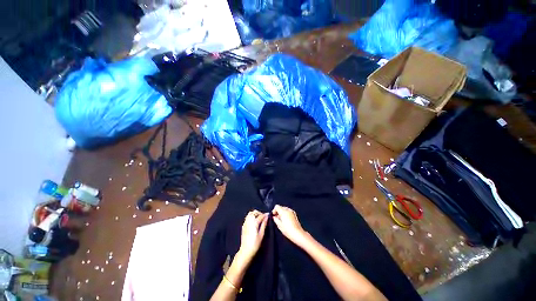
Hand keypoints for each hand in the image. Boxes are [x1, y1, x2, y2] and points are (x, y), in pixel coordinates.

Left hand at [238, 210, 267, 261]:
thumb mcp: (261, 234)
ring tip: (259, 218)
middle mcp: (249, 221)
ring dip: (255, 214)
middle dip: (259, 213)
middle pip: (254, 212)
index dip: (265, 215)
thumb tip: (266, 217)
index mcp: (254, 223)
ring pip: (250, 214)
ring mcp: (245, 223)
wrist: (245, 251)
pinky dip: (251, 217)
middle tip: (263, 217)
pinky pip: (247, 217)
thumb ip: (264, 224)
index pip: (260, 215)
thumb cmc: (255, 244)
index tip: (268, 215)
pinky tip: (254, 222)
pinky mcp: (243, 226)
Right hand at [272, 205, 308, 246]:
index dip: (274, 210)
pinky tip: (286, 220)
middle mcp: (288, 210)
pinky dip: (286, 214)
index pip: (277, 206)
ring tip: (281, 220)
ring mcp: (292, 211)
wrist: (297, 234)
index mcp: (283, 211)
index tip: (273, 215)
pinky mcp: (295, 214)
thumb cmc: (288, 230)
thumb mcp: (279, 225)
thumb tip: (274, 217)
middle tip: (277, 218)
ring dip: (282, 213)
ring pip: (285, 209)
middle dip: (278, 211)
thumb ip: (275, 219)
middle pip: (281, 207)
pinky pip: (288, 211)